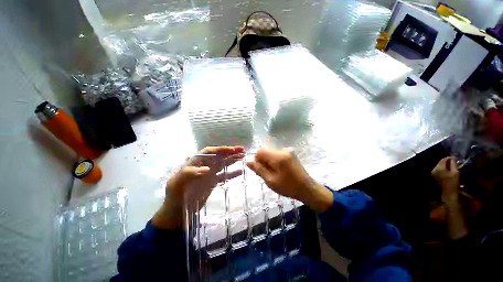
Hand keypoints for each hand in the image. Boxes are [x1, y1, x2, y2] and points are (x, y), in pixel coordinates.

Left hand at [153, 146, 243, 229]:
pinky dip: (232, 173)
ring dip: (233, 159)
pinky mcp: (213, 182)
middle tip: (242, 149)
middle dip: (230, 152)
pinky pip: (224, 175)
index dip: (220, 150)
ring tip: (243, 156)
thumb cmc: (174, 197)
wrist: (177, 213)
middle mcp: (203, 165)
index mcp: (194, 163)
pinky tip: (240, 171)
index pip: (209, 152)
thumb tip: (207, 169)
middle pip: (218, 156)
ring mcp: (209, 174)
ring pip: (223, 163)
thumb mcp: (176, 185)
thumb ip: (188, 174)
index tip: (232, 150)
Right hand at [247, 148, 332, 212]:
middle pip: (266, 151)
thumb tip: (248, 162)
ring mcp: (288, 151)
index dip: (257, 160)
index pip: (260, 151)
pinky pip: (277, 154)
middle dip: (264, 161)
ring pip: (271, 153)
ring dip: (269, 162)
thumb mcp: (271, 181)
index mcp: (278, 157)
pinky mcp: (290, 153)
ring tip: (275, 173)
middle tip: (268, 174)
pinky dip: (275, 161)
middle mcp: (283, 150)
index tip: (262, 170)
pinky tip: (280, 170)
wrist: (307, 188)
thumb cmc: (288, 187)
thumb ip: (259, 170)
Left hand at [432, 157, 459, 203]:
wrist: (448, 193)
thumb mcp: (455, 172)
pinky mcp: (434, 176)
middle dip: (448, 161)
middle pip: (441, 162)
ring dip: (446, 165)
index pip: (444, 159)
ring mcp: (433, 173)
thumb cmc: (453, 183)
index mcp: (439, 168)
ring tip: (453, 166)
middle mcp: (434, 169)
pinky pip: (439, 170)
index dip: (450, 157)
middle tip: (455, 162)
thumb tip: (453, 157)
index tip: (456, 158)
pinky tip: (449, 170)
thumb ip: (453, 164)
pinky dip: (444, 168)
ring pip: (440, 166)